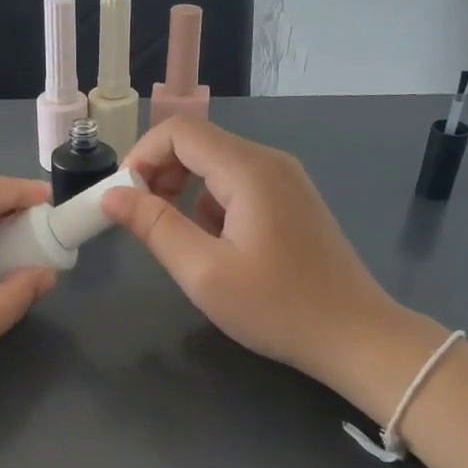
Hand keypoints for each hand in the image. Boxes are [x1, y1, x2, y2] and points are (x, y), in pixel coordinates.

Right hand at [102, 117, 437, 411]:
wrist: (355, 336)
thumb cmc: (277, 308)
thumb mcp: (204, 272)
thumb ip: (154, 227)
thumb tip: (112, 195)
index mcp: (249, 170)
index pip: (179, 131)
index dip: (142, 157)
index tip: (125, 200)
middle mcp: (270, 162)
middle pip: (198, 144)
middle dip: (160, 175)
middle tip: (144, 221)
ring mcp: (286, 180)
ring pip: (217, 166)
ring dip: (186, 193)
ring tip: (183, 243)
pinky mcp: (292, 201)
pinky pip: (238, 186)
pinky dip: (213, 206)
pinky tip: (220, 248)